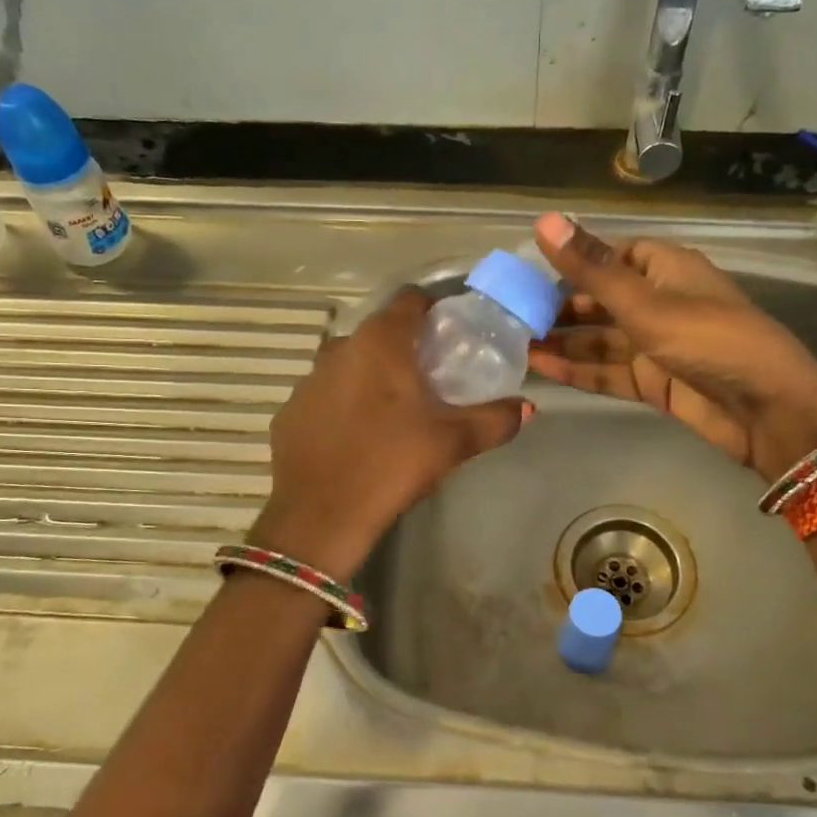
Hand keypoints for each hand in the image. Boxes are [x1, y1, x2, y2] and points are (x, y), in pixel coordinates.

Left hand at [253, 287, 528, 579]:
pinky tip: (357, 435)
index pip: (410, 300)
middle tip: (432, 377)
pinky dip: (344, 403)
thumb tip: (526, 408)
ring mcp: (308, 380)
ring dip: (372, 375)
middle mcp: (339, 349)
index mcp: (380, 343)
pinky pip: (325, 395)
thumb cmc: (391, 464)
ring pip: (349, 363)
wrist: (319, 516)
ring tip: (395, 409)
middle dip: (406, 347)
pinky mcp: (289, 411)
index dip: (434, 309)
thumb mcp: (452, 443)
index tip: (453, 333)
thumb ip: (494, 420)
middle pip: (379, 332)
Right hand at [528, 213, 816, 480]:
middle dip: (558, 307)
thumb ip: (592, 269)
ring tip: (514, 344)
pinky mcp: (653, 382)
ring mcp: (655, 344)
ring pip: (599, 338)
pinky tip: (541, 369)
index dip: (571, 262)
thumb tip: (545, 220)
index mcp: (665, 268)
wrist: (766, 410)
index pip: (610, 255)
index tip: (526, 273)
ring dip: (562, 341)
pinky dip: (578, 370)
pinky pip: (608, 371)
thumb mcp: (646, 303)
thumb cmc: (709, 340)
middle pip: (600, 299)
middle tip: (509, 315)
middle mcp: (659, 301)